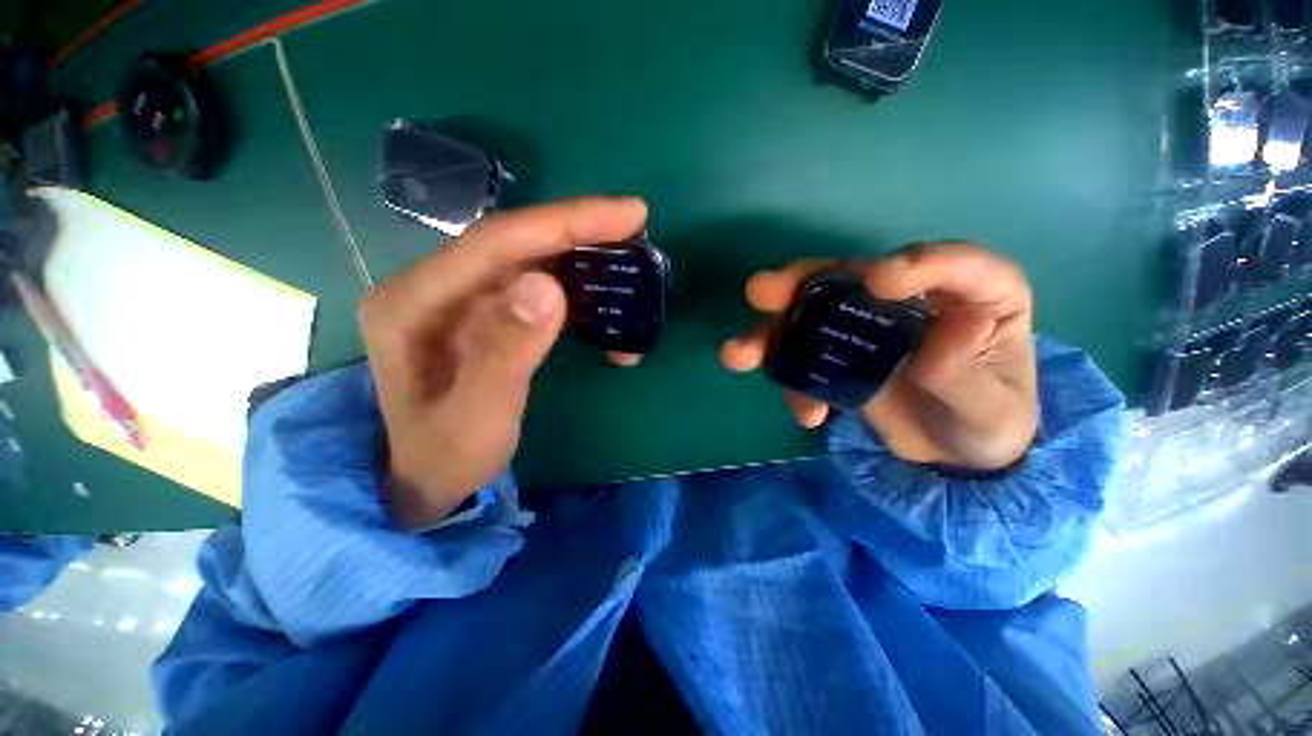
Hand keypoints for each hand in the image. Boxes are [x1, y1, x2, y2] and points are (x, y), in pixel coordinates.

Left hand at [359, 197, 648, 526]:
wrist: (426, 479)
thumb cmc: (448, 456)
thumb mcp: (478, 418)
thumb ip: (506, 353)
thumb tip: (550, 286)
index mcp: (415, 303)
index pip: (496, 243)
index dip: (564, 222)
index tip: (628, 215)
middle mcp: (432, 288)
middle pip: (514, 242)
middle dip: (578, 230)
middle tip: (635, 228)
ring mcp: (458, 299)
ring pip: (527, 259)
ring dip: (580, 258)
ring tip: (627, 260)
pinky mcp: (482, 314)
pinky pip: (532, 287)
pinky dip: (574, 289)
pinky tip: (602, 301)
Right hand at [720, 243, 1037, 470]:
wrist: (953, 457)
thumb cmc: (987, 423)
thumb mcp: (989, 409)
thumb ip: (967, 373)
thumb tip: (950, 329)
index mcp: (972, 294)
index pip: (949, 262)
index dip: (912, 261)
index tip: (876, 281)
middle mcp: (907, 299)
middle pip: (850, 279)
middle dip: (801, 284)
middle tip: (760, 292)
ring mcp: (864, 327)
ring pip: (811, 316)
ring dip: (771, 333)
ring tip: (737, 354)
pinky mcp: (838, 356)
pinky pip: (805, 360)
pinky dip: (793, 383)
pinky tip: (806, 414)